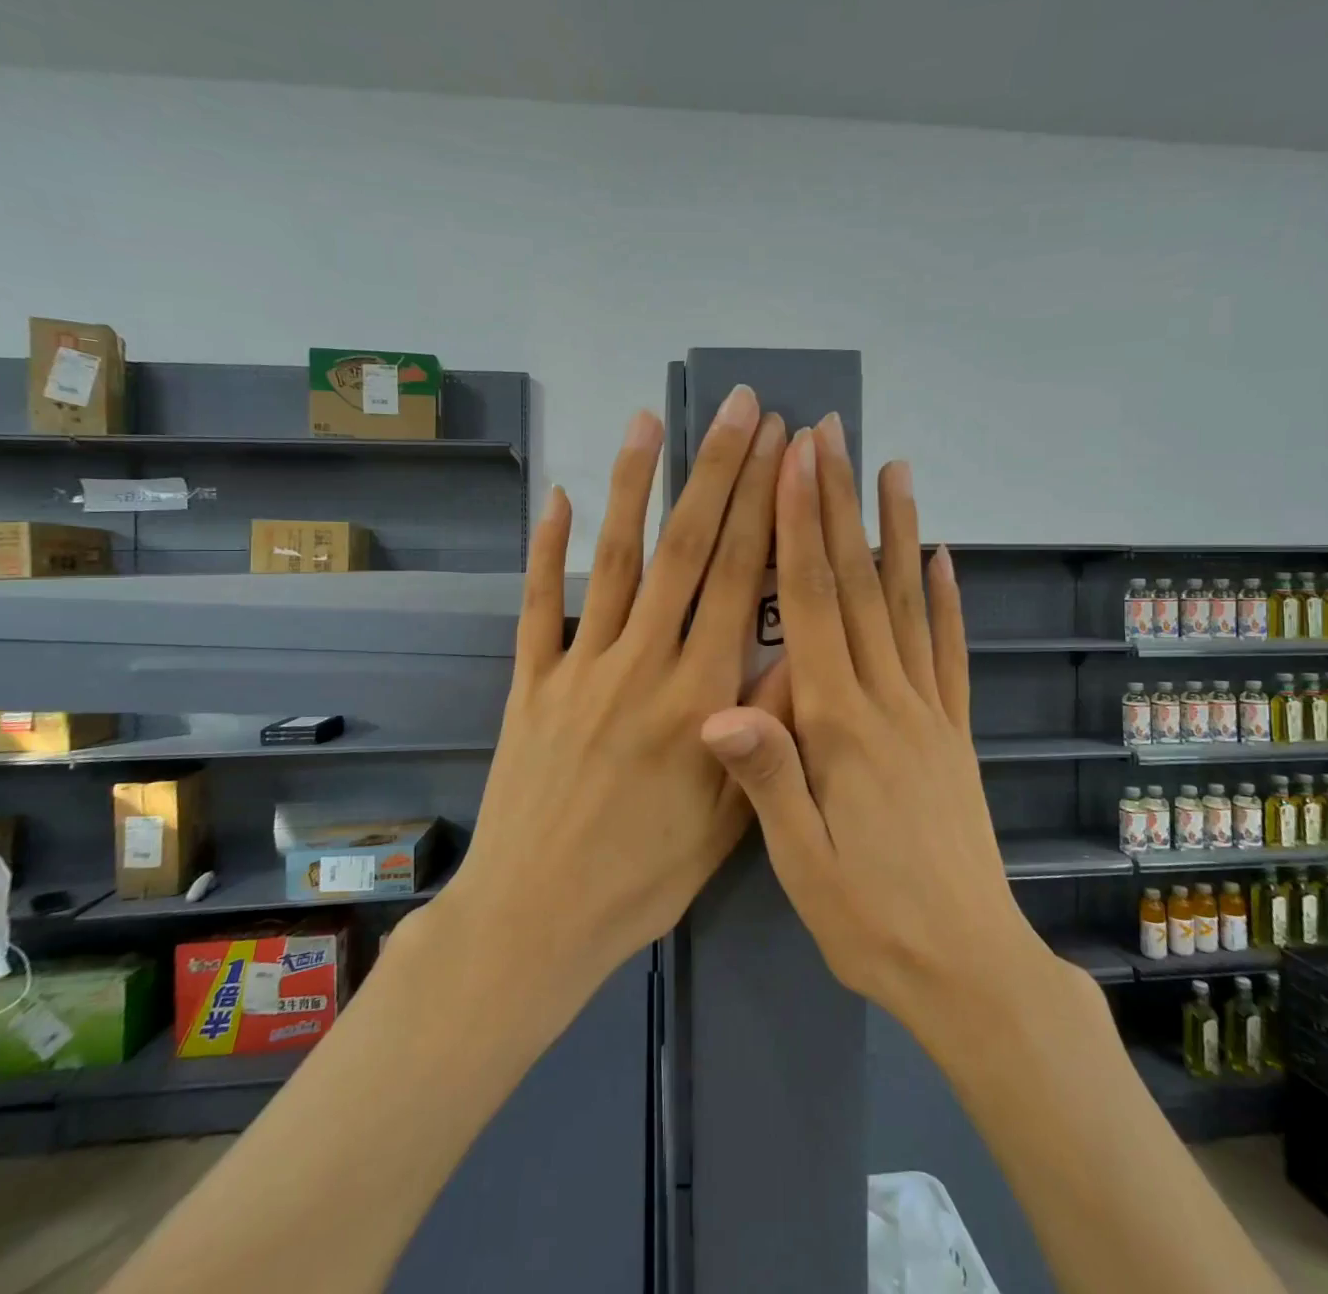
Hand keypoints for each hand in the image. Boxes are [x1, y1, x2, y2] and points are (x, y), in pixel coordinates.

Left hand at [443, 389, 788, 986]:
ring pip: (615, 561)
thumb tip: (798, 651)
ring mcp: (579, 668)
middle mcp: (643, 666)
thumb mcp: (730, 819)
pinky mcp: (529, 682)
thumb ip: (764, 730)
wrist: (536, 919)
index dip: (766, 507)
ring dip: (634, 486)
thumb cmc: (644, 877)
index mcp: (701, 698)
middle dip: (717, 471)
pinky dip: (545, 549)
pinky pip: (538, 605)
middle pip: (688, 550)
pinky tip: (555, 496)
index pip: (744, 581)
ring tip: (649, 421)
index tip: (783, 451)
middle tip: (738, 407)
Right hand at [700, 418, 1066, 1029]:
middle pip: (859, 585)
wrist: (969, 969)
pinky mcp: (954, 733)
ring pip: (909, 604)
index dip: (799, 529)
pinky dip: (947, 599)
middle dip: (840, 505)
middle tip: (832, 436)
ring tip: (895, 468)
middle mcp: (888, 701)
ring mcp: (929, 712)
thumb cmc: (870, 918)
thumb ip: (767, 777)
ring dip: (898, 531)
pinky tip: (942, 557)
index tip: (794, 464)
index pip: (813, 606)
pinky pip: (951, 652)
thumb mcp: (802, 863)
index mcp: (839, 726)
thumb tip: (718, 704)